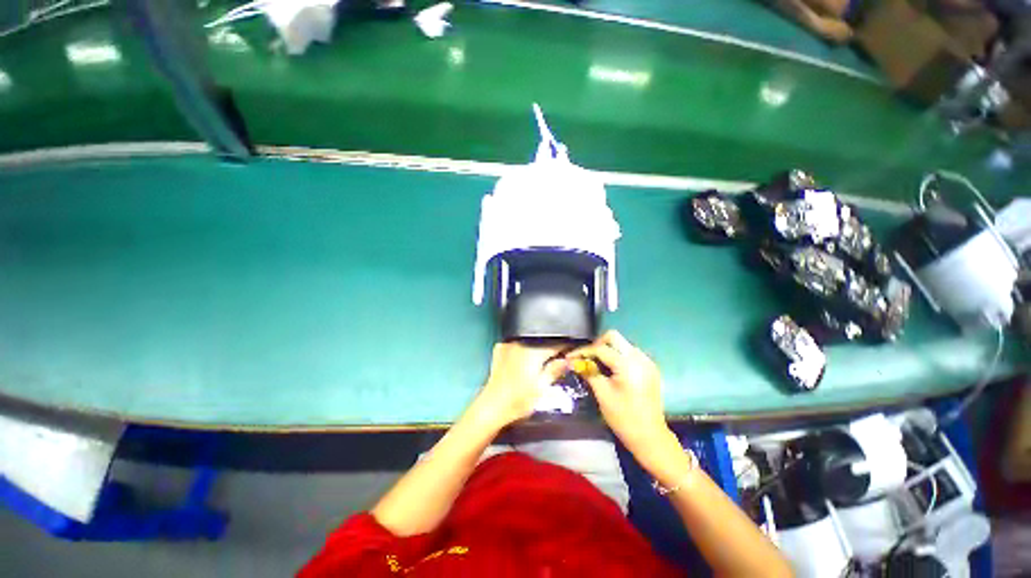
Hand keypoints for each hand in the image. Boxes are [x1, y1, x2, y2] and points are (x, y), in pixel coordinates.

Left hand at [472, 342, 565, 428]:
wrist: (492, 407)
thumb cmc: (518, 401)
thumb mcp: (542, 388)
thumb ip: (555, 370)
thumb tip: (567, 360)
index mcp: (533, 350)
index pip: (556, 343)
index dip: (566, 347)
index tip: (571, 352)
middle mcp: (521, 342)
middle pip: (542, 340)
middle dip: (551, 347)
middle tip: (557, 359)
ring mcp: (509, 344)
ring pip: (530, 340)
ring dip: (538, 347)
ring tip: (540, 361)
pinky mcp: (500, 348)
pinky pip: (517, 343)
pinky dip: (524, 348)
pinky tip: (525, 359)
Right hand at [571, 331, 673, 461]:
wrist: (650, 437)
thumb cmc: (624, 418)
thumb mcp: (602, 394)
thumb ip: (589, 372)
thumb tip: (573, 362)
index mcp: (627, 364)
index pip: (600, 348)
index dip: (583, 352)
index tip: (570, 358)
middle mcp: (639, 357)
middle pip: (613, 337)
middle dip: (597, 344)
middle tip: (586, 358)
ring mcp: (647, 362)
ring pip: (622, 344)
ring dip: (607, 349)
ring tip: (596, 364)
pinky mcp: (650, 368)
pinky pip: (630, 353)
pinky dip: (618, 356)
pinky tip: (611, 369)